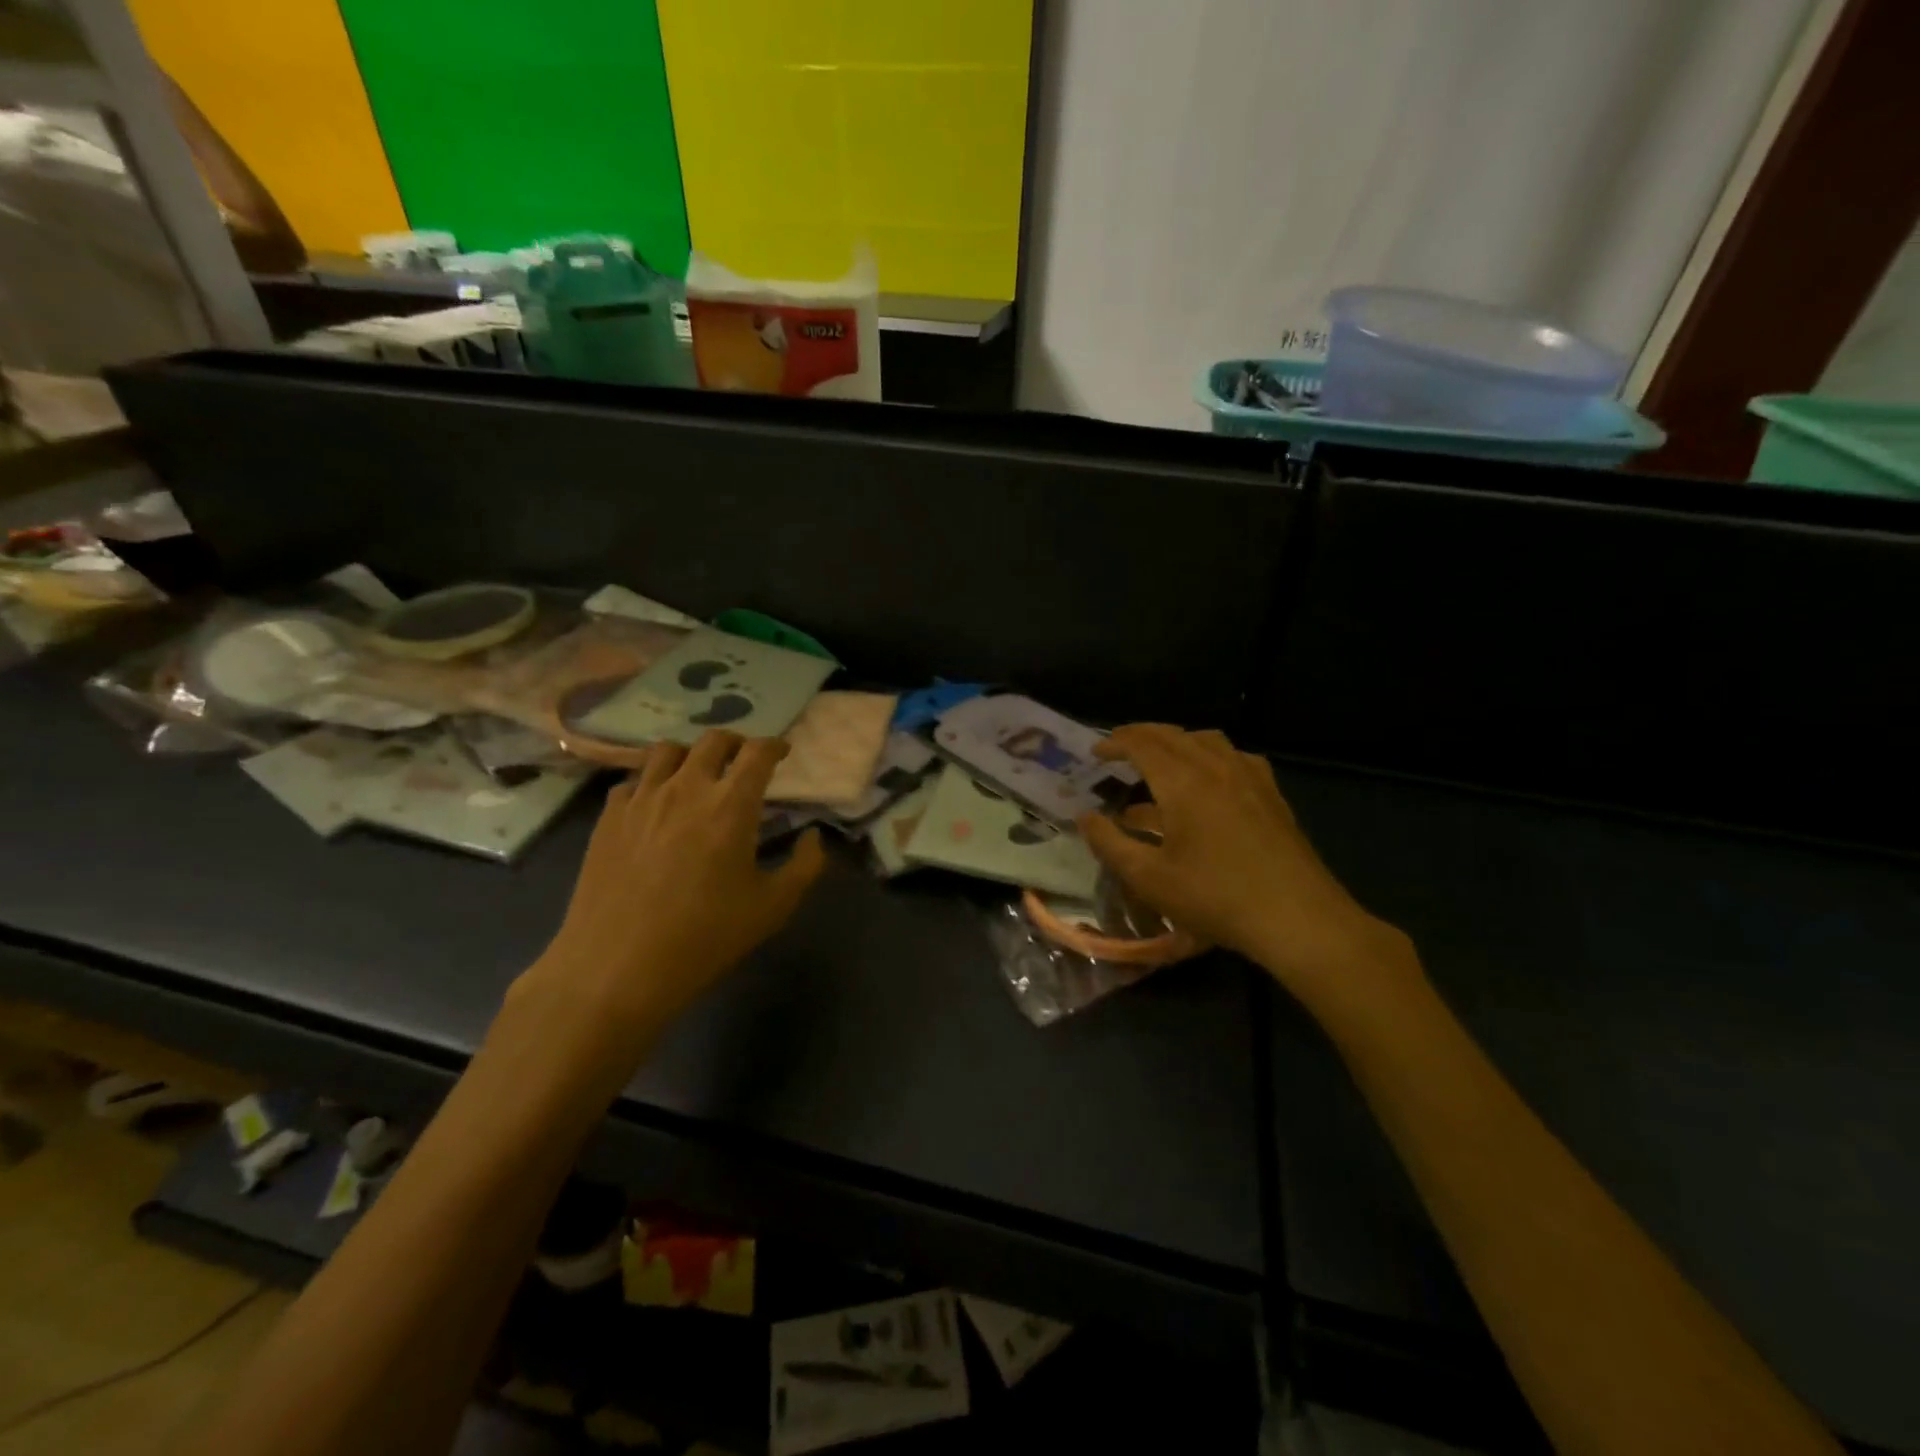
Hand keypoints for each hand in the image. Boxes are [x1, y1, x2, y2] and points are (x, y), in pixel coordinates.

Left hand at [519, 731, 825, 1038]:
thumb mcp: (773, 908)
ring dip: (691, 755)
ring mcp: (642, 799)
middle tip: (744, 762)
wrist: (616, 968)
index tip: (783, 753)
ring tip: (697, 775)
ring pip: (667, 751)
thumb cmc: (704, 938)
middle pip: (713, 740)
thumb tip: (813, 836)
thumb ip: (805, 866)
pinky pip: (633, 782)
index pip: (758, 752)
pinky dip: (651, 783)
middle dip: (736, 743)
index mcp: (731, 804)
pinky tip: (655, 806)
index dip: (775, 745)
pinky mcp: (608, 818)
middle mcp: (686, 788)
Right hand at [1077, 725, 1417, 1012]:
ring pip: (1206, 741)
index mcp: (1183, 781)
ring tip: (1158, 762)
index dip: (1115, 743)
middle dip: (1141, 736)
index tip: (1095, 753)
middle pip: (1173, 735)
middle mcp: (1216, 767)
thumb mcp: (1149, 878)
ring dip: (1176, 743)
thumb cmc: (1215, 897)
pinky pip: (1234, 758)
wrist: (1297, 918)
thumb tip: (1085, 818)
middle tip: (1118, 749)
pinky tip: (1208, 782)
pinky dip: (1209, 757)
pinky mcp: (1271, 795)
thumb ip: (1110, 844)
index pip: (1142, 743)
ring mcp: (1249, 777)